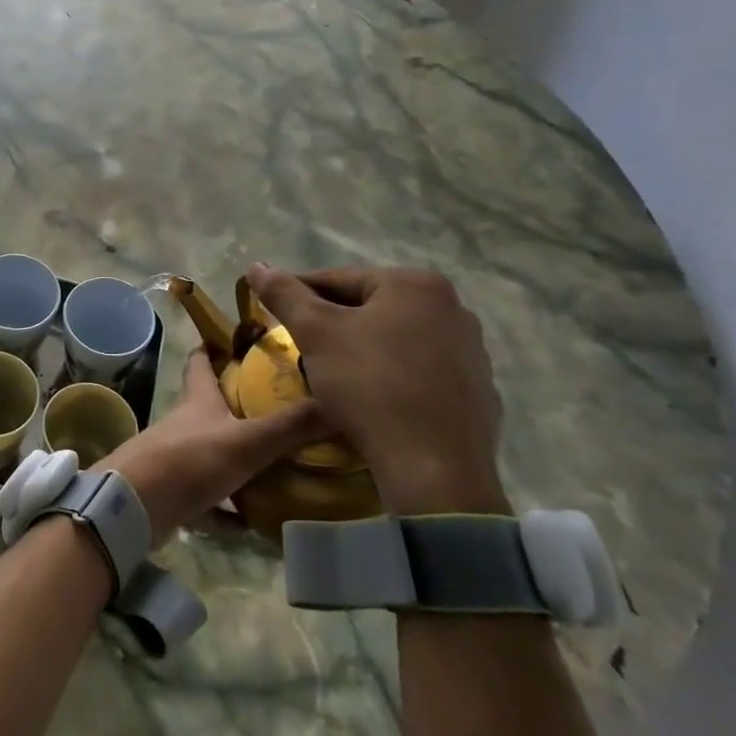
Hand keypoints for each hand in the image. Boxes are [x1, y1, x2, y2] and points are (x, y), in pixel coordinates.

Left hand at [97, 350, 331, 542]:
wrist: (136, 505)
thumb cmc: (189, 460)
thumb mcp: (246, 441)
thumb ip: (290, 426)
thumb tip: (340, 401)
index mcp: (199, 401)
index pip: (201, 362)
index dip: (214, 347)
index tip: (237, 340)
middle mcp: (188, 424)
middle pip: (213, 409)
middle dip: (242, 408)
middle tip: (285, 413)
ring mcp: (180, 460)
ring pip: (216, 456)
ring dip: (243, 464)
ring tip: (285, 471)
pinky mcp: (177, 495)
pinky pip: (211, 502)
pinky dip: (232, 512)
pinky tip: (259, 524)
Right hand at [245, 263, 509, 516]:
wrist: (433, 468)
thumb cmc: (369, 385)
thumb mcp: (315, 333)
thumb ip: (284, 294)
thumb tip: (256, 266)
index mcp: (416, 285)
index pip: (340, 280)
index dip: (300, 295)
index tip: (273, 313)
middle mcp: (453, 308)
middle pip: (371, 308)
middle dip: (333, 324)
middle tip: (300, 346)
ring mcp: (472, 351)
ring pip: (396, 340)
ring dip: (363, 349)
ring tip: (332, 374)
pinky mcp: (478, 391)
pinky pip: (421, 372)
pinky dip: (393, 377)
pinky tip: (372, 399)